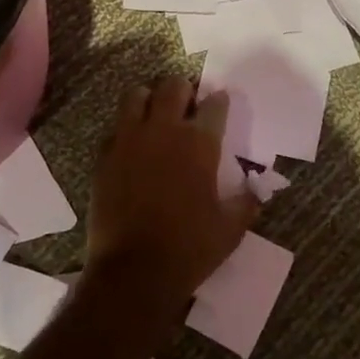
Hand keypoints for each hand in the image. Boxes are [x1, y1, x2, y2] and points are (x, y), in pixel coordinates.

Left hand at [86, 77, 256, 308]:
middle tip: (188, 105)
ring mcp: (129, 140)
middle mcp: (163, 130)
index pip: (214, 105)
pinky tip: (132, 146)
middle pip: (173, 87)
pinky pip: (115, 128)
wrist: (133, 271)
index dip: (219, 102)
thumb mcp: (230, 229)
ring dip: (149, 99)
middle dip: (184, 91)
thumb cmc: (189, 249)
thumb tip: (255, 189)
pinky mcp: (104, 156)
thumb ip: (246, 202)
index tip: (220, 105)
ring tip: (155, 115)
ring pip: (136, 95)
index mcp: (199, 143)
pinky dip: (126, 129)